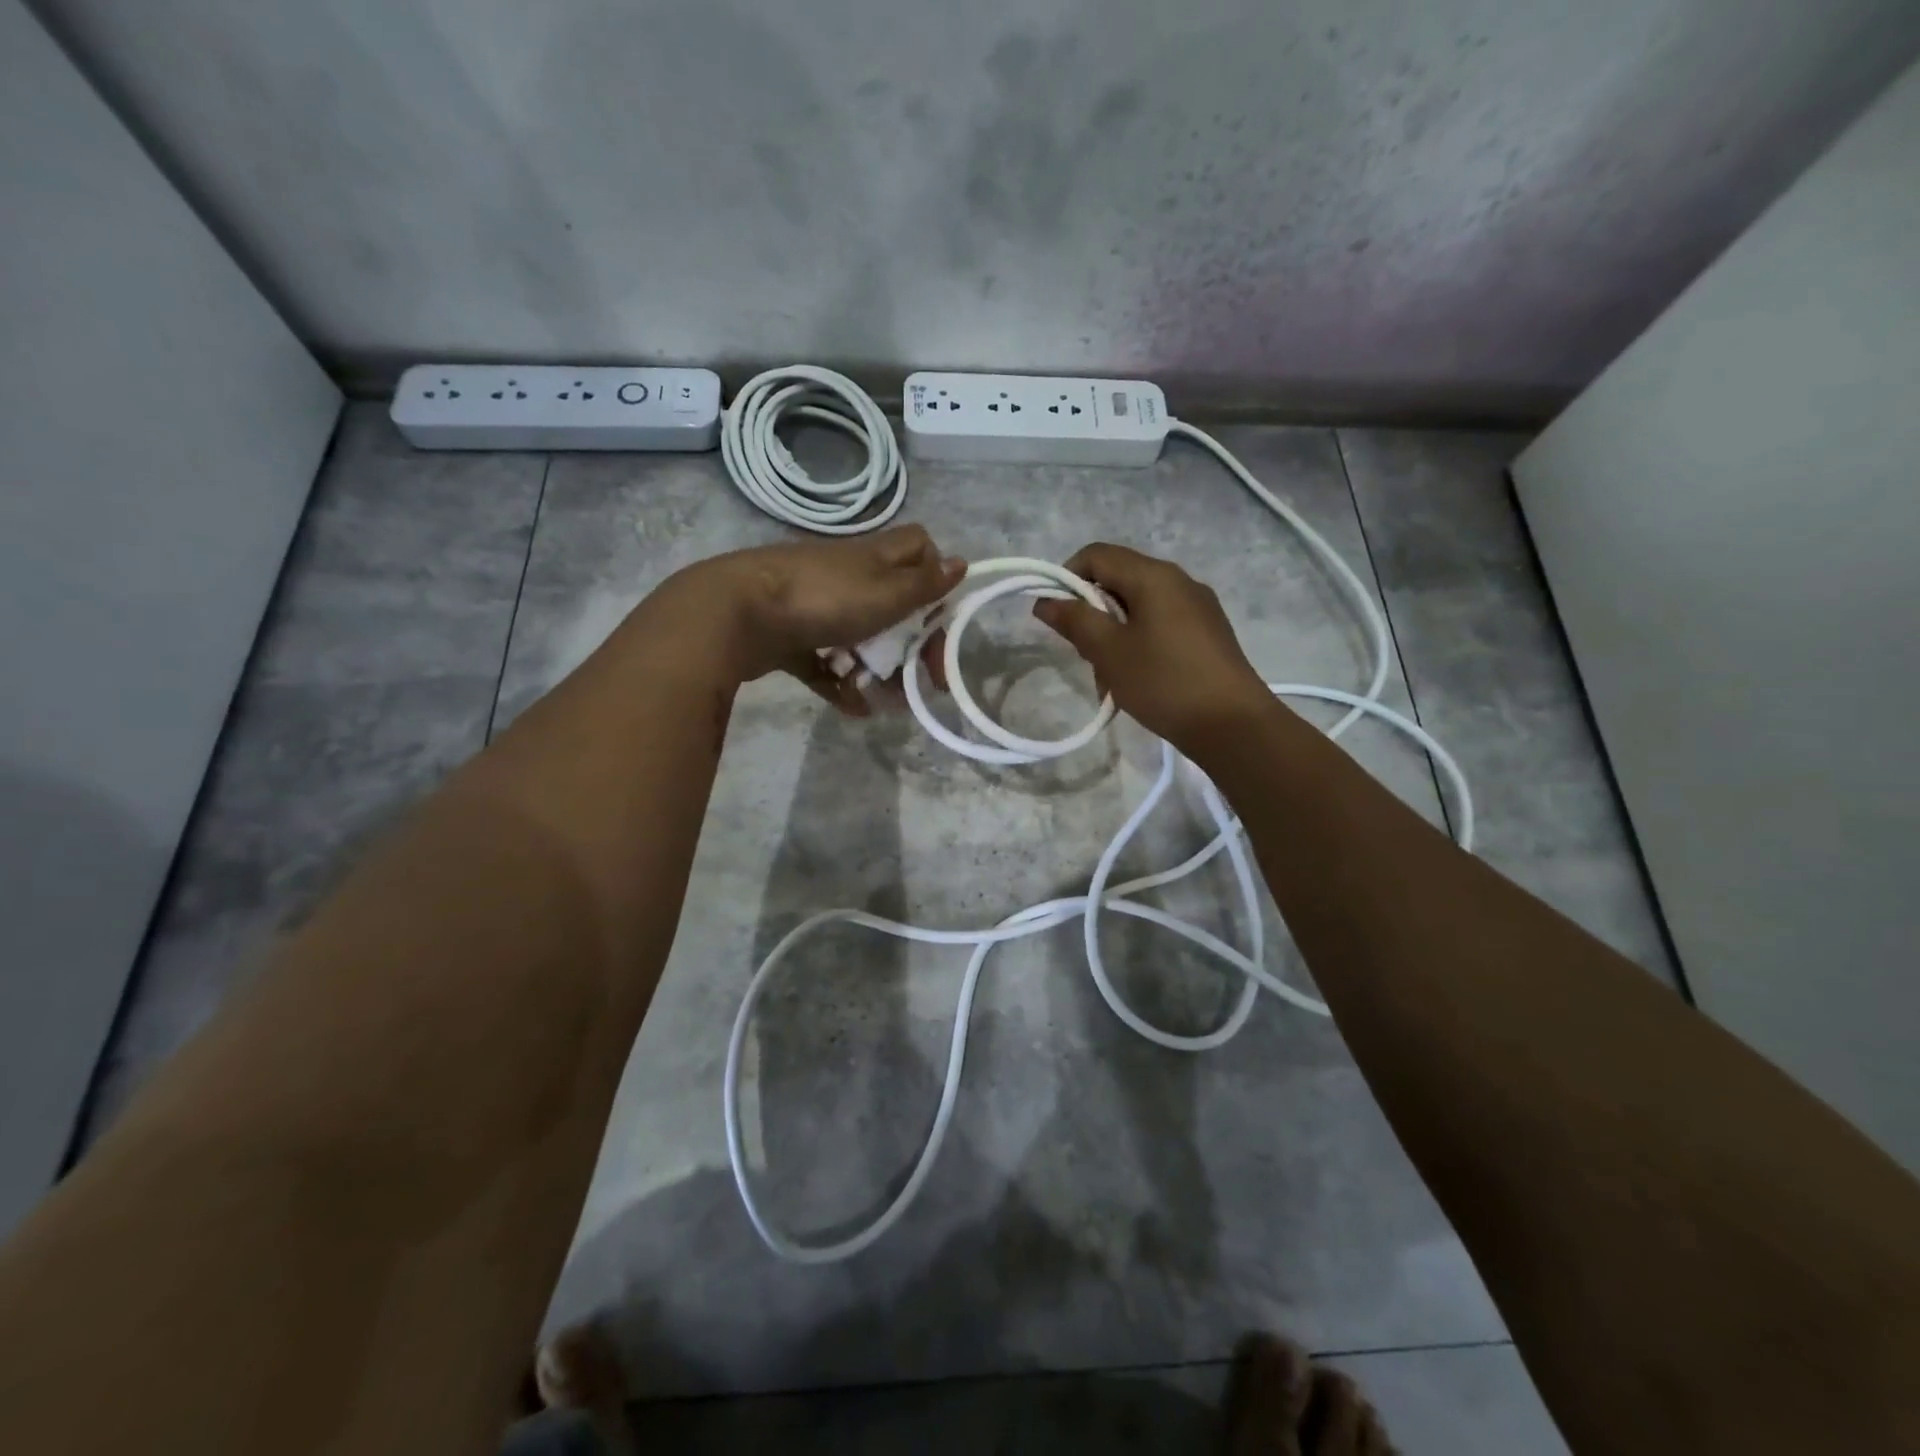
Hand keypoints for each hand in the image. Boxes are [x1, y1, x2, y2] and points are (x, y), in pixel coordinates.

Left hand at [673, 525, 964, 715]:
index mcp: (874, 558)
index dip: (934, 576)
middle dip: (912, 643)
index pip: (918, 549)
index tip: (939, 615)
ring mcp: (815, 606)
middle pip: (893, 604)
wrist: (736, 614)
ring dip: (878, 669)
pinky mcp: (789, 636)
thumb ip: (925, 585)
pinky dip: (841, 683)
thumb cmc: (824, 601)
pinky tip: (854, 709)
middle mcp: (847, 576)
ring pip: (860, 636)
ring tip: (887, 702)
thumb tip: (962, 564)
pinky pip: (824, 661)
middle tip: (925, 679)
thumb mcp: (886, 594)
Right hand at [1031, 542, 1272, 746]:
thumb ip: (1075, 620)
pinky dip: (1138, 642)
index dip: (1066, 578)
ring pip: (1138, 605)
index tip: (1056, 617)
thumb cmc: (1164, 682)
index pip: (1096, 555)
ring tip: (1110, 676)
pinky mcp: (1207, 632)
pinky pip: (1160, 623)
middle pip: (1117, 579)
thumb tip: (1046, 600)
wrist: (1232, 724)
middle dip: (1091, 612)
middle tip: (1085, 654)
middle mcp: (1178, 580)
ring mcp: (1197, 606)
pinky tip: (1138, 679)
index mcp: (1153, 575)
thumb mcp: (1110, 652)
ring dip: (1113, 633)